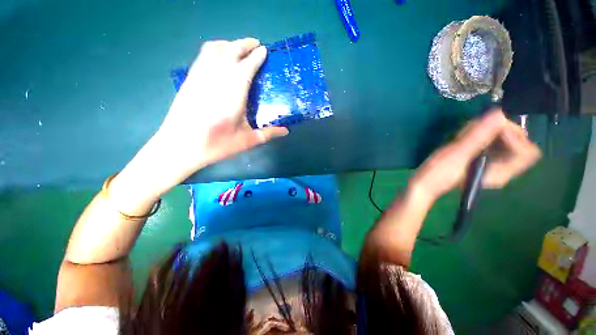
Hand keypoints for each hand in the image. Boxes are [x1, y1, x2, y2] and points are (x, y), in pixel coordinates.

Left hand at [110, 38, 288, 208]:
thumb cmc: (216, 145)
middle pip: (230, 51)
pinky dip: (214, 49)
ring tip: (239, 47)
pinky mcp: (189, 78)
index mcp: (233, 94)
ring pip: (214, 49)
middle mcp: (216, 79)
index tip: (265, 50)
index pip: (246, 67)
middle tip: (256, 45)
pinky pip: (203, 55)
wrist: (180, 146)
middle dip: (244, 44)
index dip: (256, 57)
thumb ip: (268, 134)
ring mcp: (200, 76)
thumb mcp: (246, 141)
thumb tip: (286, 131)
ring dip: (229, 44)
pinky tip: (220, 56)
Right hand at [411, 110, 541, 202]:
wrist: (424, 183)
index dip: (515, 136)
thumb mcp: (456, 156)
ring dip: (484, 131)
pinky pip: (488, 140)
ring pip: (502, 138)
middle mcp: (501, 167)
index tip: (492, 130)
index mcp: (501, 172)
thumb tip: (498, 114)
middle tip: (475, 131)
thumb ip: (478, 137)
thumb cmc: (438, 175)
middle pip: (517, 141)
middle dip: (498, 130)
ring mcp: (490, 162)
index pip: (527, 151)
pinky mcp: (479, 157)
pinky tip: (461, 137)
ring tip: (464, 136)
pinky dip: (477, 134)